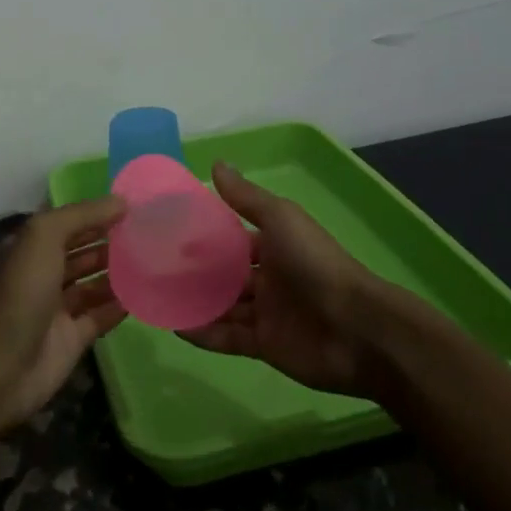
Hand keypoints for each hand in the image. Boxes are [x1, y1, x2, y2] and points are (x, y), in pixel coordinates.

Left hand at [0, 196, 128, 431]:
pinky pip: (101, 316)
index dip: (96, 214)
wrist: (3, 363)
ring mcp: (58, 309)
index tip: (133, 207)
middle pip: (82, 252)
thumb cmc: (22, 290)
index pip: (68, 223)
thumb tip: (121, 201)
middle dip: (110, 242)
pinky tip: (146, 293)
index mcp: (31, 248)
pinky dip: (121, 305)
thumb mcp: (45, 236)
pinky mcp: (73, 339)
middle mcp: (43, 274)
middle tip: (149, 233)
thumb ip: (82, 215)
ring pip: (93, 284)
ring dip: (118, 272)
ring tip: (153, 259)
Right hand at [179, 163, 389, 397]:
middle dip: (196, 272)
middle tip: (154, 268)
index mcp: (275, 245)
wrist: (356, 328)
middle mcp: (270, 277)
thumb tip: (216, 164)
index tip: (170, 234)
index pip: (234, 240)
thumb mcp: (280, 219)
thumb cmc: (315, 263)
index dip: (206, 237)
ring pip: (223, 306)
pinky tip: (175, 326)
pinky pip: (227, 337)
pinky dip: (204, 333)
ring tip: (157, 297)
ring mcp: (267, 313)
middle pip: (226, 274)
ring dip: (195, 302)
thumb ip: (246, 197)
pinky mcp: (265, 346)